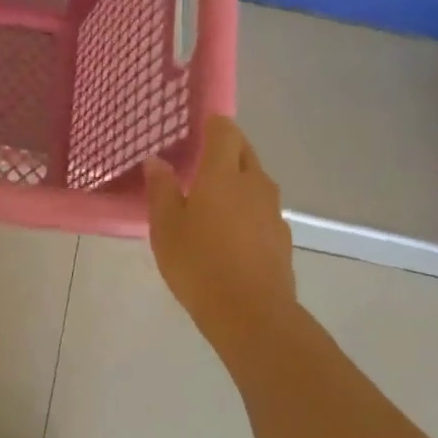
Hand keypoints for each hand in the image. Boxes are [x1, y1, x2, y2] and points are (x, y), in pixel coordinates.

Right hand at [145, 116, 297, 351]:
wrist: (251, 313)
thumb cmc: (198, 264)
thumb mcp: (165, 227)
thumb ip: (161, 189)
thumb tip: (156, 160)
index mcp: (222, 174)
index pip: (225, 131)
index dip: (213, 124)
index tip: (197, 127)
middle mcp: (253, 183)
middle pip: (244, 151)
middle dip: (226, 148)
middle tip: (199, 160)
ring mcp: (272, 210)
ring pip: (255, 180)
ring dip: (237, 179)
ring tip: (212, 196)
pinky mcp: (281, 236)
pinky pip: (262, 208)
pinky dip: (247, 207)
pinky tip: (230, 230)